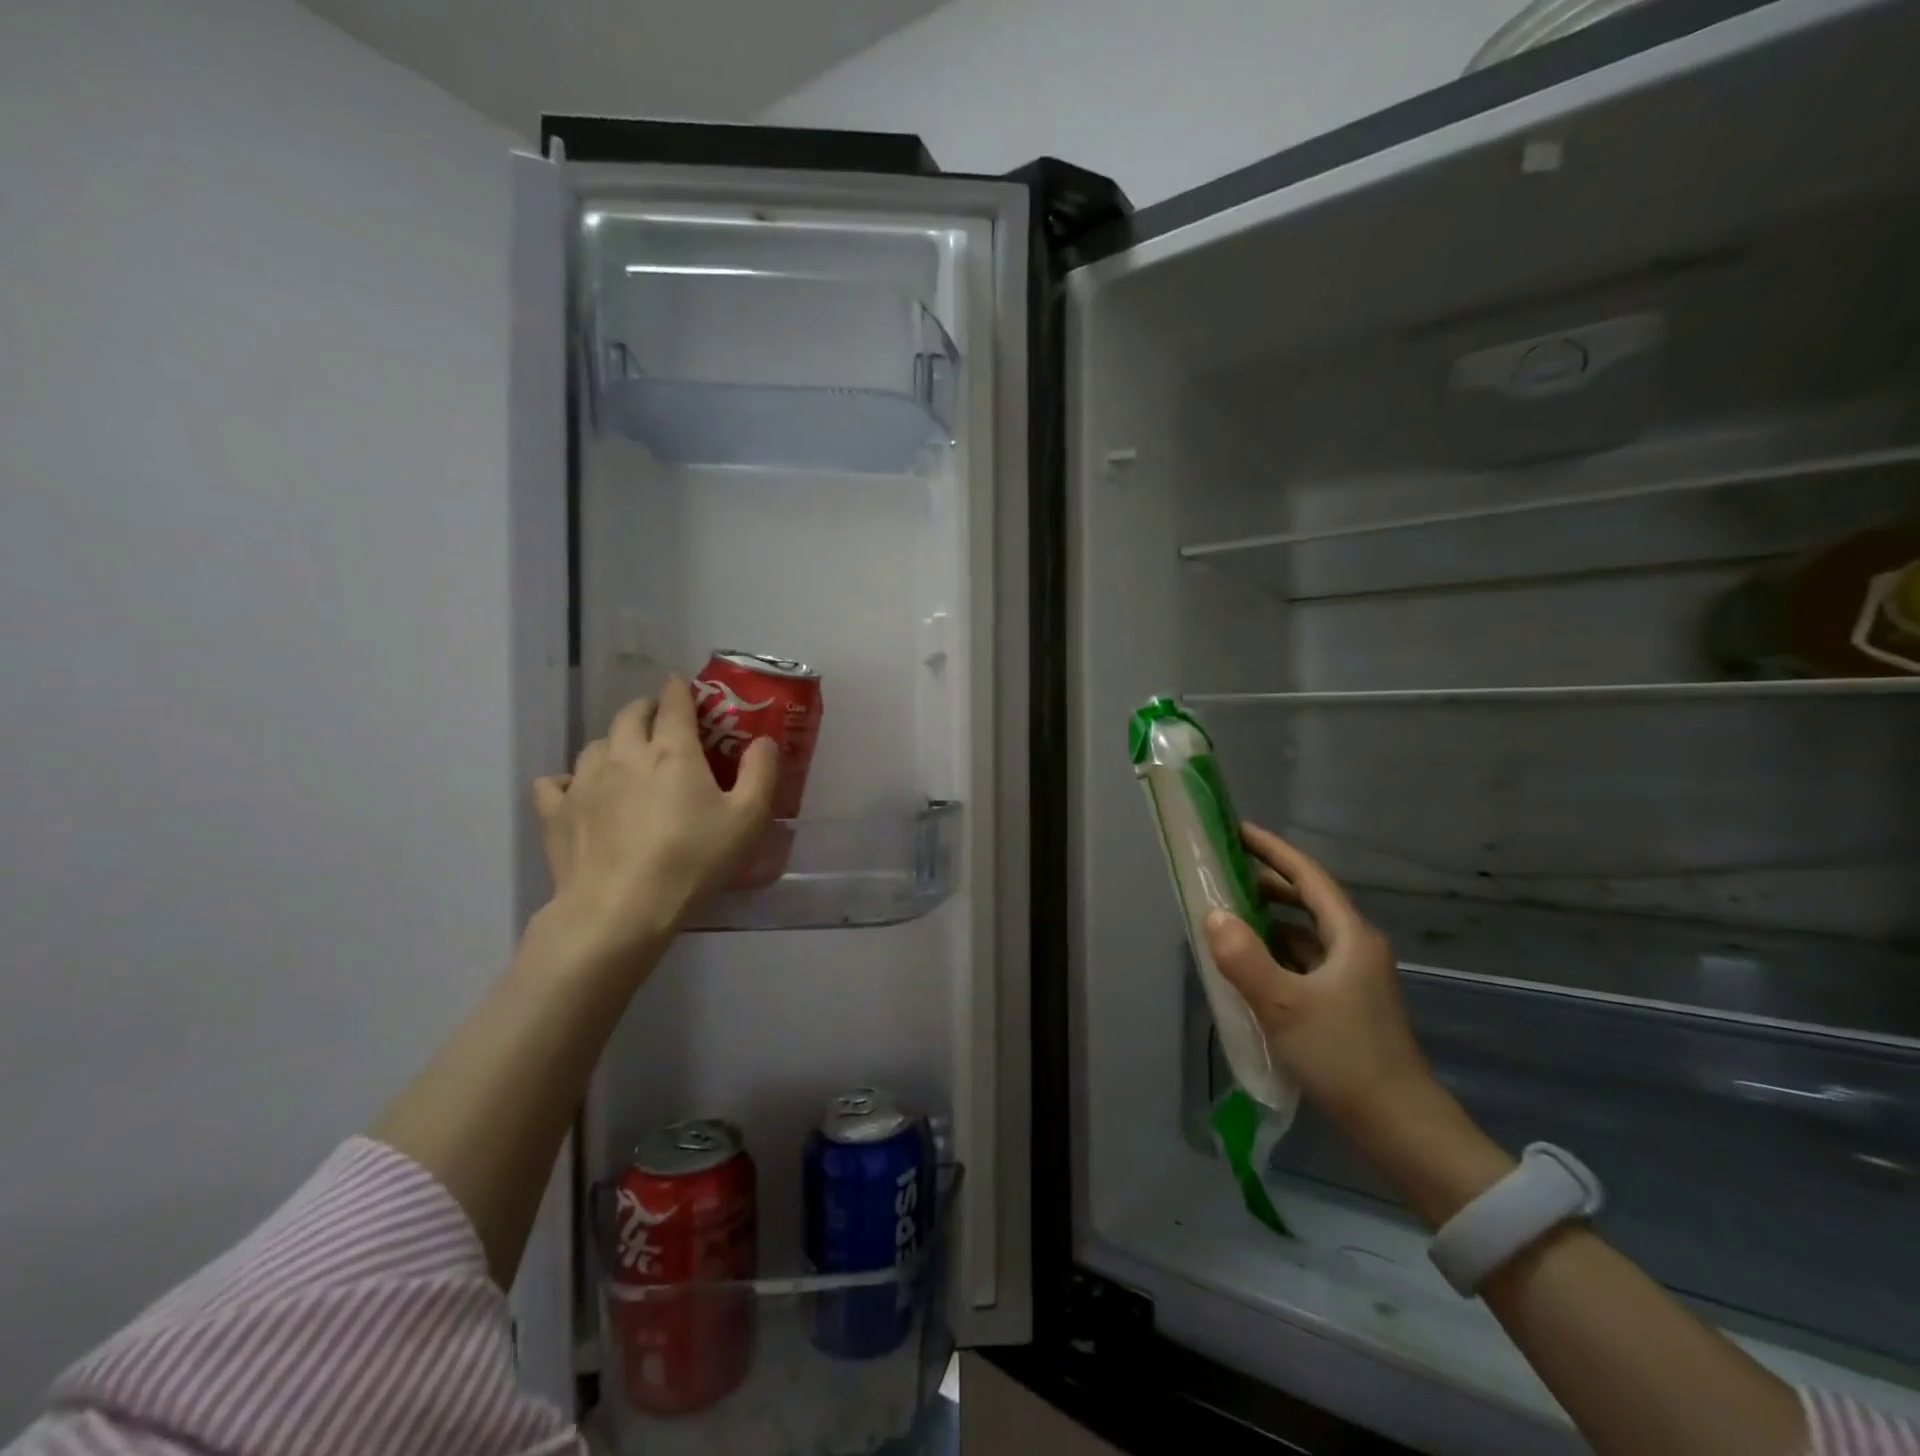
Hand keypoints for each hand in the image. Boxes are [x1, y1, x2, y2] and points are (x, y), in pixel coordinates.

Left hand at [531, 677, 776, 969]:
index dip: (680, 690)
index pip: (674, 702)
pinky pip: (554, 782)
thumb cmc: (692, 861)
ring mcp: (583, 781)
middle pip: (629, 714)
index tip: (685, 689)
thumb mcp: (747, 820)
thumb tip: (763, 741)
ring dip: (613, 743)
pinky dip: (568, 780)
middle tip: (660, 722)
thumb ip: (761, 773)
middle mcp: (624, 753)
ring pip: (595, 744)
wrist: (620, 910)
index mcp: (672, 750)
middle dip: (647, 710)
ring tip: (625, 759)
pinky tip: (579, 792)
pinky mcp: (556, 812)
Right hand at [1202, 824, 1436, 1140]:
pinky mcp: (1346, 1005)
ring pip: (1306, 932)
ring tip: (1228, 913)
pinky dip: (1276, 950)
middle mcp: (1355, 949)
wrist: (1402, 1130)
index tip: (1237, 831)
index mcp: (1350, 937)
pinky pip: (1304, 961)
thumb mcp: (1285, 1006)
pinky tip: (1250, 964)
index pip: (1307, 876)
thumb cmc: (1345, 1059)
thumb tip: (1212, 914)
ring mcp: (1353, 978)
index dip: (1272, 850)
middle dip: (1267, 882)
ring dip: (1269, 917)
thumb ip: (1244, 958)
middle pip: (1308, 900)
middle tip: (1223, 873)